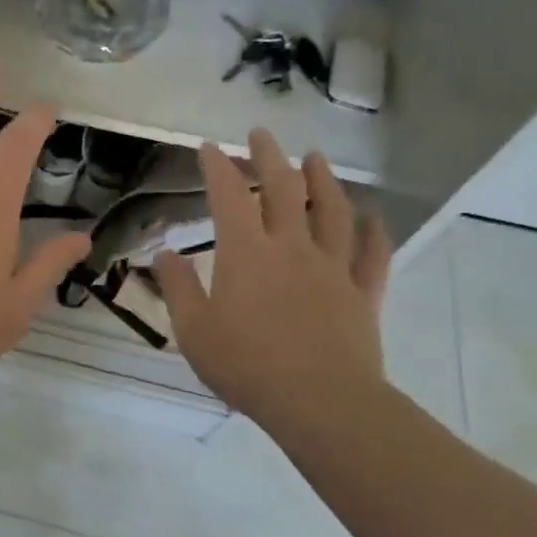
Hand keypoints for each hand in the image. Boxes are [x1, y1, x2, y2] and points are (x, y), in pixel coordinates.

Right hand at [154, 131, 391, 433]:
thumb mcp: (193, 330)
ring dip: (323, 179)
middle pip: (283, 189)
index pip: (228, 195)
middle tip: (260, 135)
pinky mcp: (363, 292)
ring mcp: (332, 267)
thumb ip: (177, 287)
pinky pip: (373, 253)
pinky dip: (373, 230)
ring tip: (315, 158)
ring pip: (331, 210)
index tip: (208, 149)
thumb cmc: (246, 365)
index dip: (217, 166)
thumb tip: (163, 253)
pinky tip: (371, 216)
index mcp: (246, 253)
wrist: (320, 402)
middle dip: (269, 157)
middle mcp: (291, 247)